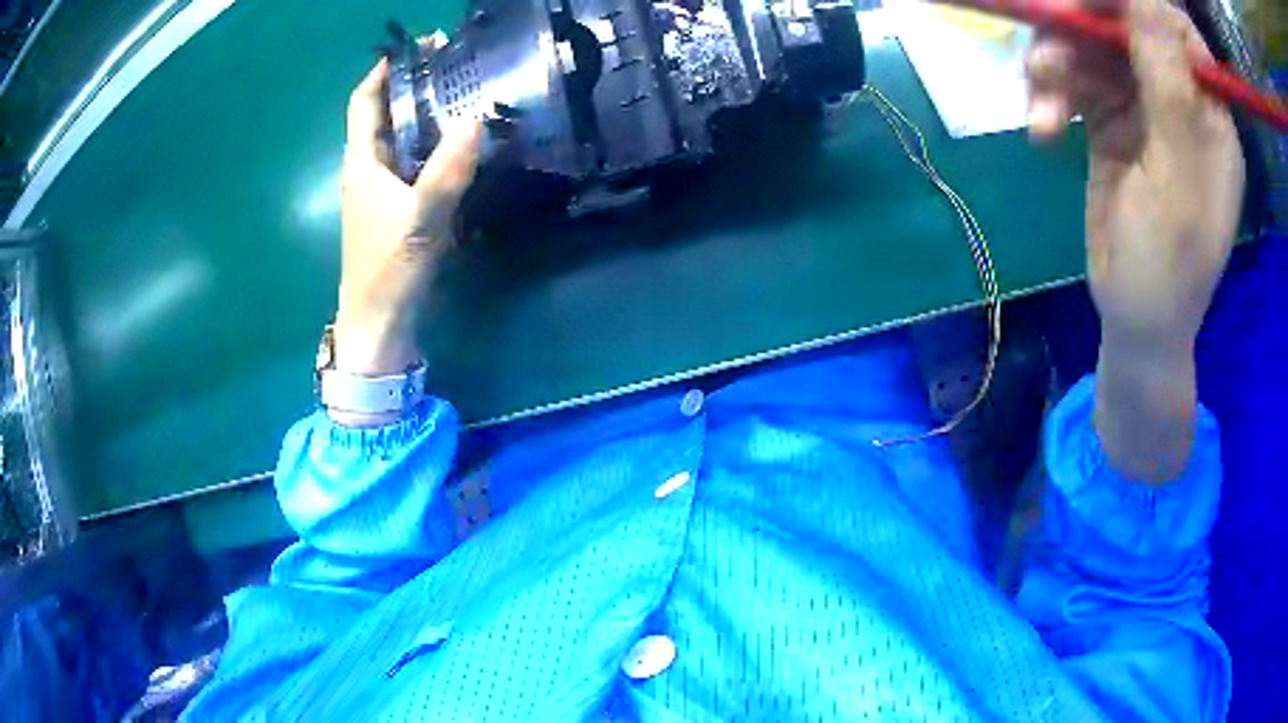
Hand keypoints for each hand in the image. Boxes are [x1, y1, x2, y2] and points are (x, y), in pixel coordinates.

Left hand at [336, 57, 482, 377]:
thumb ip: (448, 169)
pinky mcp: (393, 206)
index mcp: (361, 162)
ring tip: (463, 95)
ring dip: (424, 114)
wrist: (379, 320)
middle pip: (384, 114)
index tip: (416, 49)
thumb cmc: (389, 267)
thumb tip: (475, 119)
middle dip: (412, 86)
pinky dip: (432, 144)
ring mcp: (380, 188)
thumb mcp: (421, 216)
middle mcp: (367, 168)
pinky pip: (412, 161)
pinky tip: (458, 144)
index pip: (364, 102)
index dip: (383, 72)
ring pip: (400, 138)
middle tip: (454, 67)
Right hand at [1026, 0, 1244, 481]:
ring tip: (1042, 111)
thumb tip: (1145, 1)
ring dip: (1055, 66)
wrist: (1134, 322)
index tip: (1090, 8)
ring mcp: (1141, 105)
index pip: (1173, 26)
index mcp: (1209, 114)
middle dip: (1080, 29)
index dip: (1134, 5)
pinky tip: (1043, 132)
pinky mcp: (1107, 119)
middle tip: (1048, 52)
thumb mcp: (1178, 183)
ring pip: (1089, 46)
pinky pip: (1071, 80)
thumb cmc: (1169, 268)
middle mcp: (1177, 98)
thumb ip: (1171, 91)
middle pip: (1123, 24)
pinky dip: (1050, 96)